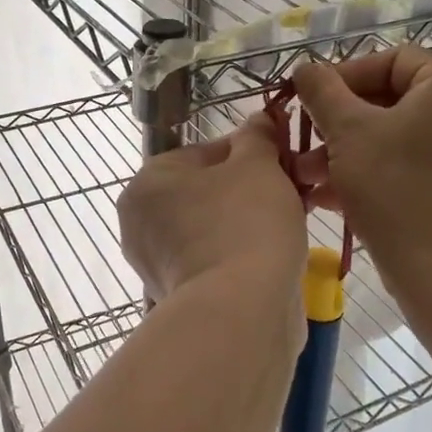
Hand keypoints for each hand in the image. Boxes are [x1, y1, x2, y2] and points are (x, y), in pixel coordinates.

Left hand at [117, 114, 306, 302]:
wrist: (240, 312)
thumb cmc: (245, 224)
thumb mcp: (258, 166)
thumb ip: (257, 137)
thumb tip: (260, 119)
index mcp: (147, 180)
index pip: (204, 152)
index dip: (250, 153)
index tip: (285, 162)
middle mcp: (139, 221)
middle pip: (206, 192)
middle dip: (249, 190)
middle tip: (292, 193)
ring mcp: (154, 264)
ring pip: (210, 228)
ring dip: (246, 223)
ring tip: (289, 225)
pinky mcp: (175, 297)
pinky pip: (212, 262)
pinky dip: (237, 257)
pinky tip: (271, 257)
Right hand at [291, 47, 431, 299]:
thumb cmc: (394, 188)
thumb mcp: (347, 131)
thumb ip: (321, 90)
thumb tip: (305, 68)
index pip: (394, 59)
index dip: (346, 73)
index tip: (313, 98)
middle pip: (393, 99)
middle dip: (340, 120)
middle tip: (305, 138)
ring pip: (398, 136)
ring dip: (348, 150)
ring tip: (308, 174)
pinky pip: (412, 164)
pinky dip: (373, 171)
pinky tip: (330, 195)